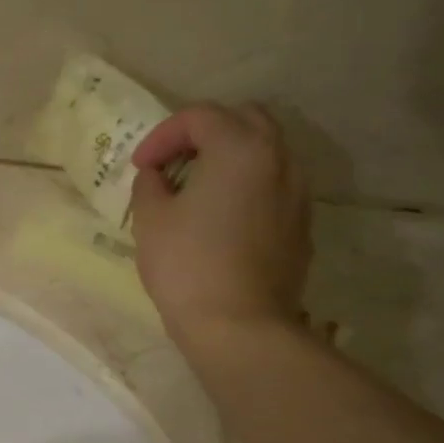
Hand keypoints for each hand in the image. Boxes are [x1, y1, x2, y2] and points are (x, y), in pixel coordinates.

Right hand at [129, 103, 311, 344]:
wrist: (240, 326)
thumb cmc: (187, 266)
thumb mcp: (150, 219)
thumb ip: (150, 184)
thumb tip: (158, 176)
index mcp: (240, 148)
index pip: (200, 116)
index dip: (162, 135)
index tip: (141, 167)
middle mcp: (279, 159)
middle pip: (244, 119)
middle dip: (205, 132)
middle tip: (174, 162)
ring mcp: (298, 192)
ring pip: (266, 151)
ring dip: (230, 156)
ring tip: (198, 187)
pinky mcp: (302, 224)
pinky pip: (275, 185)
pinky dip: (247, 184)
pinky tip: (222, 215)